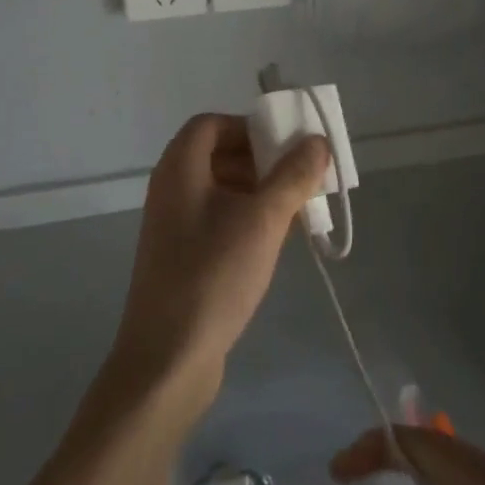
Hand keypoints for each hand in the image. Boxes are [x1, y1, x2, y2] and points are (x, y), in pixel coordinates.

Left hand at [108, 113, 330, 399]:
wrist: (168, 360)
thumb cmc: (213, 275)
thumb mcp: (263, 220)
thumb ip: (292, 176)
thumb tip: (317, 141)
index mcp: (180, 169)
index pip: (211, 124)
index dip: (249, 127)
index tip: (285, 147)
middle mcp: (171, 190)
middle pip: (217, 155)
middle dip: (261, 160)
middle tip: (300, 178)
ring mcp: (173, 226)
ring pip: (221, 190)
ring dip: (259, 192)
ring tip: (296, 211)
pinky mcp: (181, 258)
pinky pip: (217, 221)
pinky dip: (247, 220)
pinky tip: (275, 243)